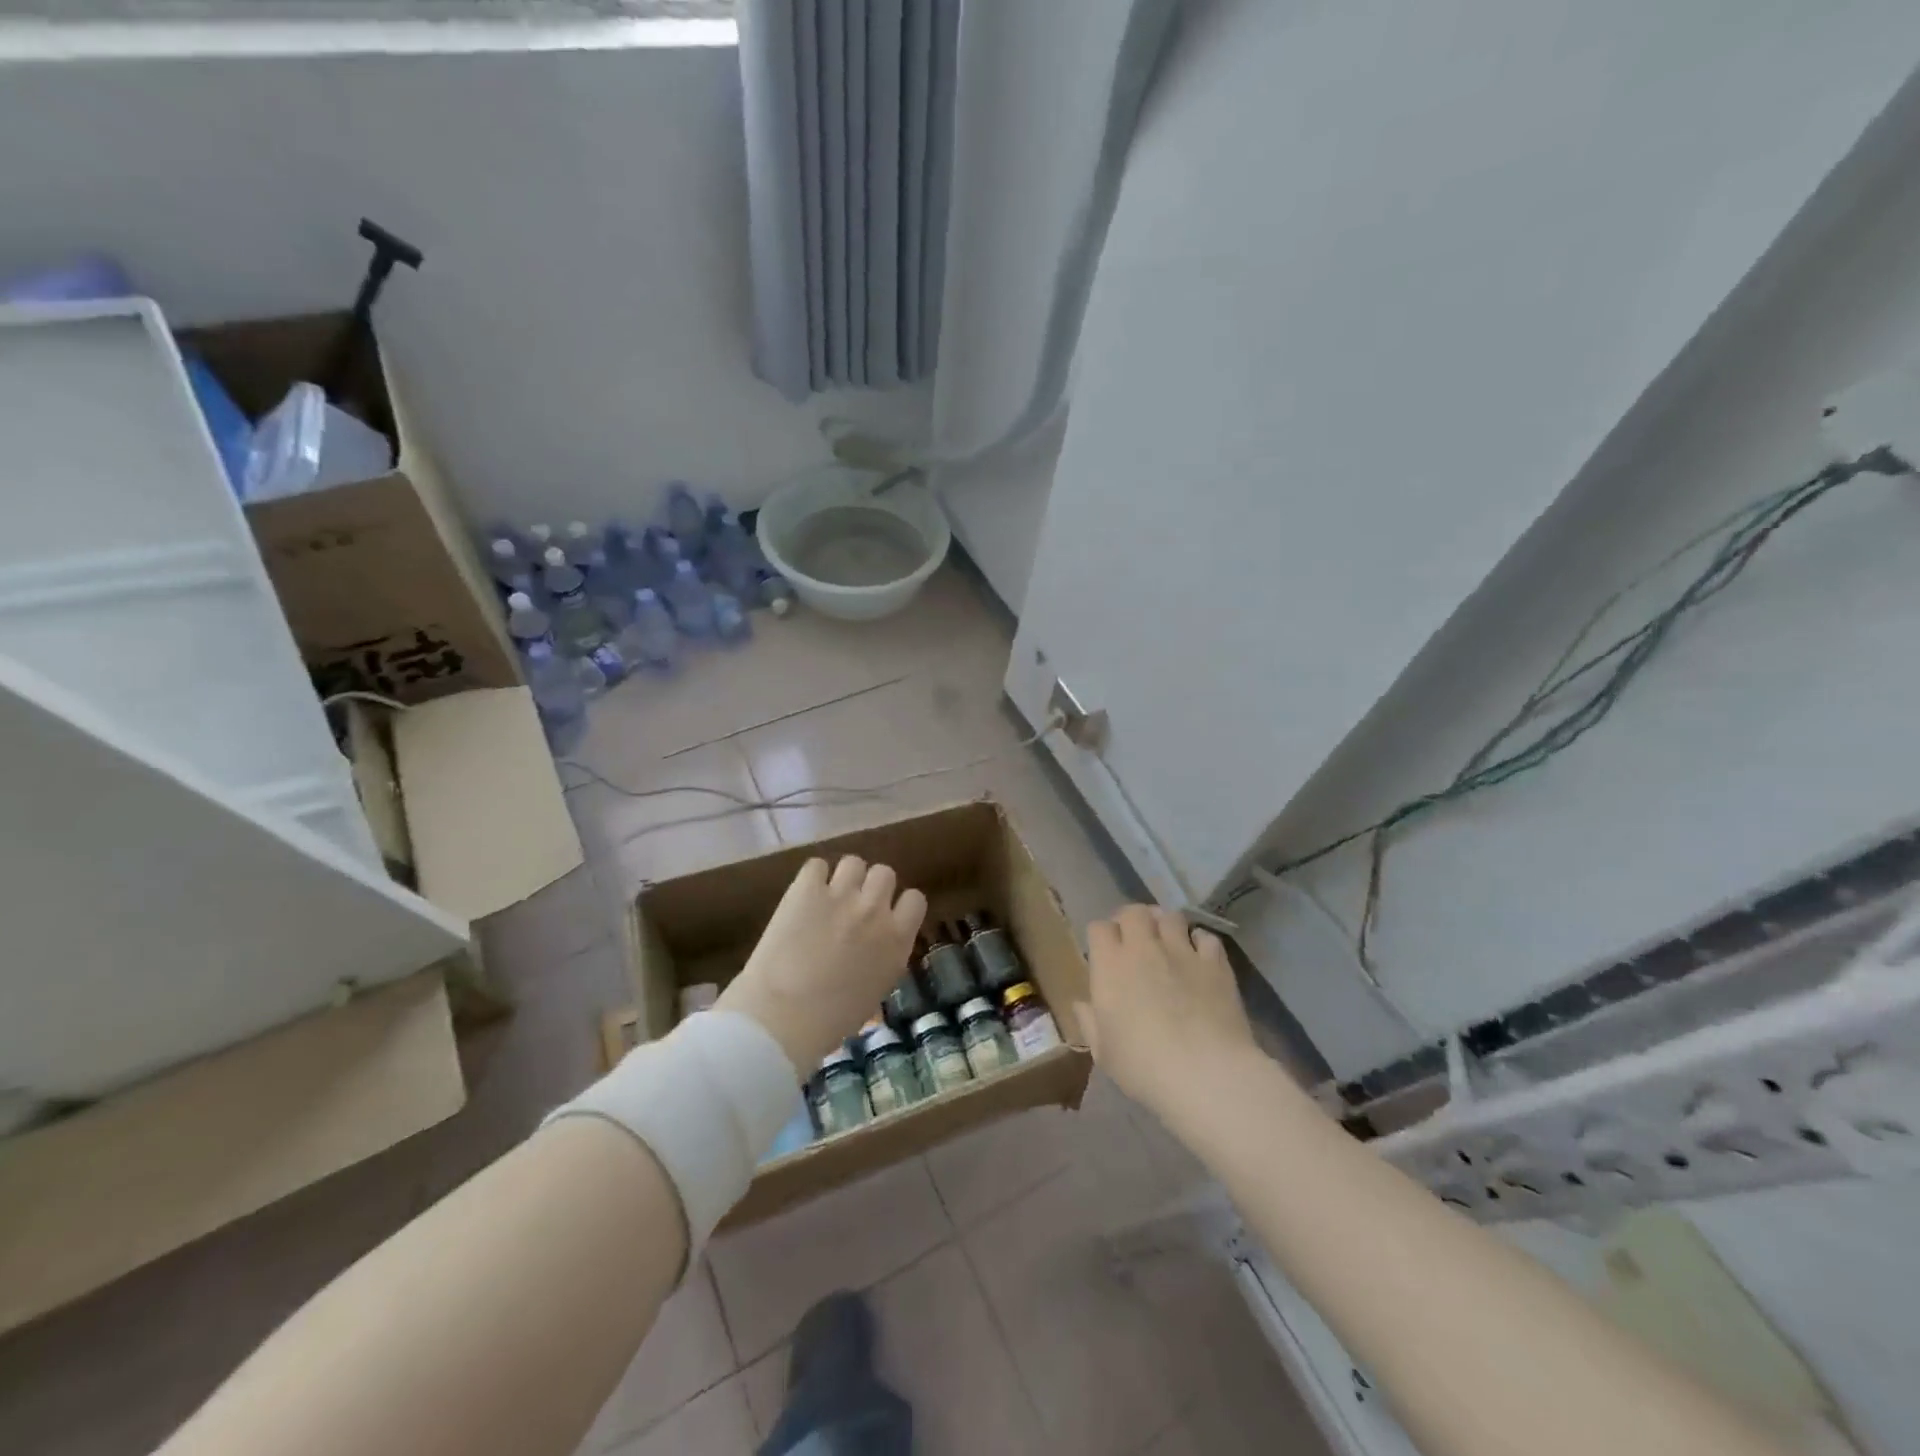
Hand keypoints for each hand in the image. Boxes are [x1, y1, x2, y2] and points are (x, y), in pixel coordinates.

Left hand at [717, 856, 926, 1072]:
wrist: (782, 1017)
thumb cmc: (831, 1021)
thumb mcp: (875, 992)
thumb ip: (884, 959)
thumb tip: (877, 949)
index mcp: (897, 939)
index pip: (915, 899)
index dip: (899, 905)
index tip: (886, 916)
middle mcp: (874, 909)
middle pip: (885, 873)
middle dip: (871, 887)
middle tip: (855, 906)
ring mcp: (841, 894)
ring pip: (854, 862)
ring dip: (844, 878)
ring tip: (828, 896)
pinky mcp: (806, 889)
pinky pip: (816, 865)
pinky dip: (812, 878)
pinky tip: (804, 896)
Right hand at [1078, 904, 1256, 1119]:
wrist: (1205, 1072)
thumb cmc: (1143, 1066)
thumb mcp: (1104, 1052)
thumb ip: (1090, 1022)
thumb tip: (1081, 1004)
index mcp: (1110, 965)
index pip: (1099, 928)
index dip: (1101, 936)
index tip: (1104, 952)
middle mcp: (1143, 948)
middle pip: (1134, 911)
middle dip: (1132, 920)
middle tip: (1135, 939)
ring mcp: (1182, 951)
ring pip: (1171, 916)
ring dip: (1165, 925)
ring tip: (1168, 941)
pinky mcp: (1215, 963)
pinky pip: (1206, 937)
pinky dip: (1200, 942)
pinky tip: (1200, 957)